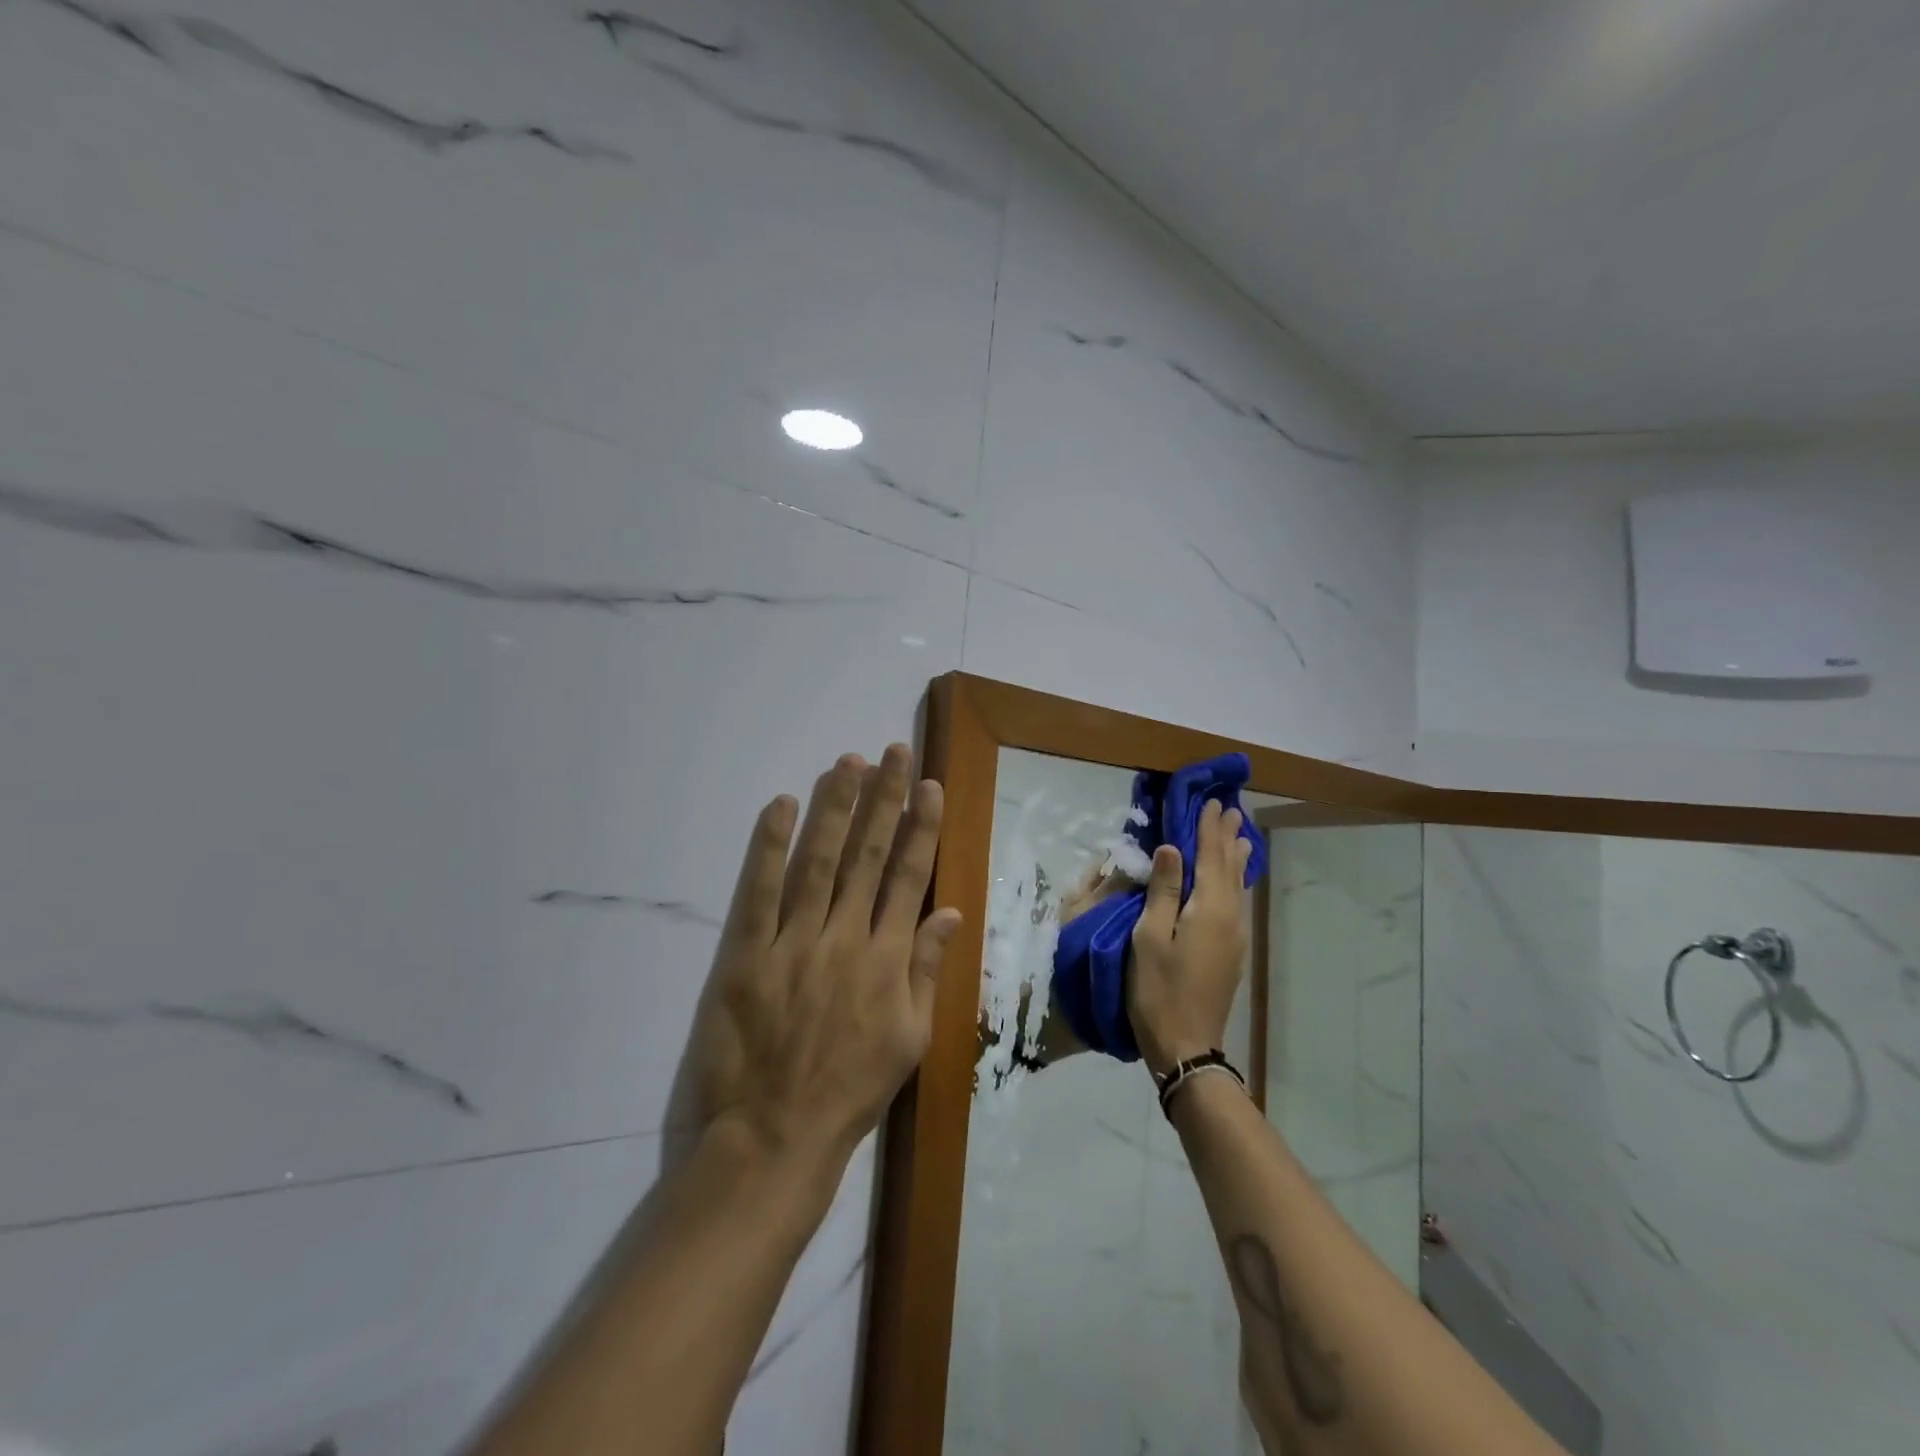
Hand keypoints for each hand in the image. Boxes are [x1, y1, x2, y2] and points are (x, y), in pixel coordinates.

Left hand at [691, 744, 961, 1167]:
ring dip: (836, 808)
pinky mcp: (747, 955)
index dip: (919, 827)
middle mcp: (846, 938)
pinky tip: (782, 806)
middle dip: (883, 799)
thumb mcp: (911, 1040)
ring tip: (848, 763)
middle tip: (892, 752)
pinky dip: (769, 846)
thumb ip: (929, 970)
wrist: (776, 1136)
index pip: (909, 876)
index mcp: (889, 959)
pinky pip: (759, 891)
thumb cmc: (851, 1090)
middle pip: (868, 855)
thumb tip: (950, 911)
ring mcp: (794, 943)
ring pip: (819, 861)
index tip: (927, 785)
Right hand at [1126, 801, 1251, 1077]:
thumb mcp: (1150, 935)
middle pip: (1230, 867)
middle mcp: (1230, 916)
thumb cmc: (1158, 988)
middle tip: (1229, 808)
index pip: (1211, 856)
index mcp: (1209, 908)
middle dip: (1227, 837)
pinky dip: (1235, 879)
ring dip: (1235, 856)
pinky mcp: (1232, 949)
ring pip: (1238, 884)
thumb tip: (1172, 847)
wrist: (1186, 1043)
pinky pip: (1238, 900)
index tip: (1211, 801)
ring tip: (1239, 835)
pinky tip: (1234, 878)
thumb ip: (1163, 890)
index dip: (1208, 828)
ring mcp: (1235, 935)